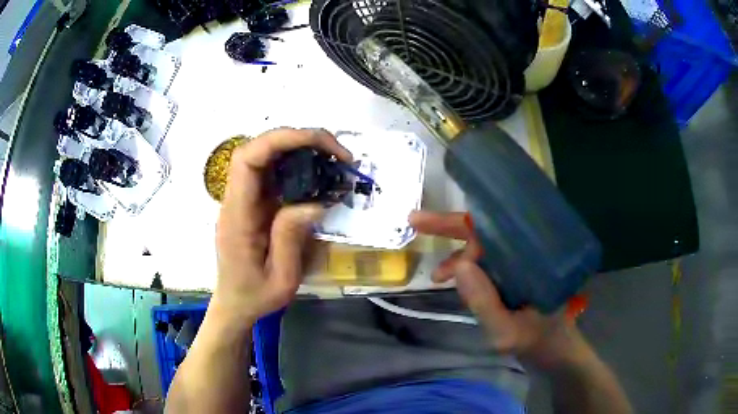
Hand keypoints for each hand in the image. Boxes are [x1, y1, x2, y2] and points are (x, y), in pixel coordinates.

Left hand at [213, 128, 351, 324]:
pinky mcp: (254, 203)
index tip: (320, 144)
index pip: (248, 160)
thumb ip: (290, 238)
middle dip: (298, 139)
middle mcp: (237, 199)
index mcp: (238, 215)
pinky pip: (273, 173)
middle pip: (258, 149)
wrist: (236, 303)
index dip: (281, 140)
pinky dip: (297, 165)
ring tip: (334, 160)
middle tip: (338, 153)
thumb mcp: (281, 278)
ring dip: (300, 149)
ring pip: (266, 156)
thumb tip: (314, 201)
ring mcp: (244, 199)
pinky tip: (319, 175)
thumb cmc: (255, 295)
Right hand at [410, 210, 581, 367]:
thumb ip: (485, 303)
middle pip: (488, 229)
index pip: (496, 227)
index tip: (428, 224)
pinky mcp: (516, 274)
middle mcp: (528, 251)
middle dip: (451, 226)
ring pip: (485, 245)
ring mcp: (521, 262)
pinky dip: (467, 268)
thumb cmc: (537, 341)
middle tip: (417, 221)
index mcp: (533, 256)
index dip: (462, 224)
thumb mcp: (507, 332)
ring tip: (437, 276)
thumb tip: (458, 265)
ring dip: (457, 254)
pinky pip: (488, 262)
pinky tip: (454, 280)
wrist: (555, 351)